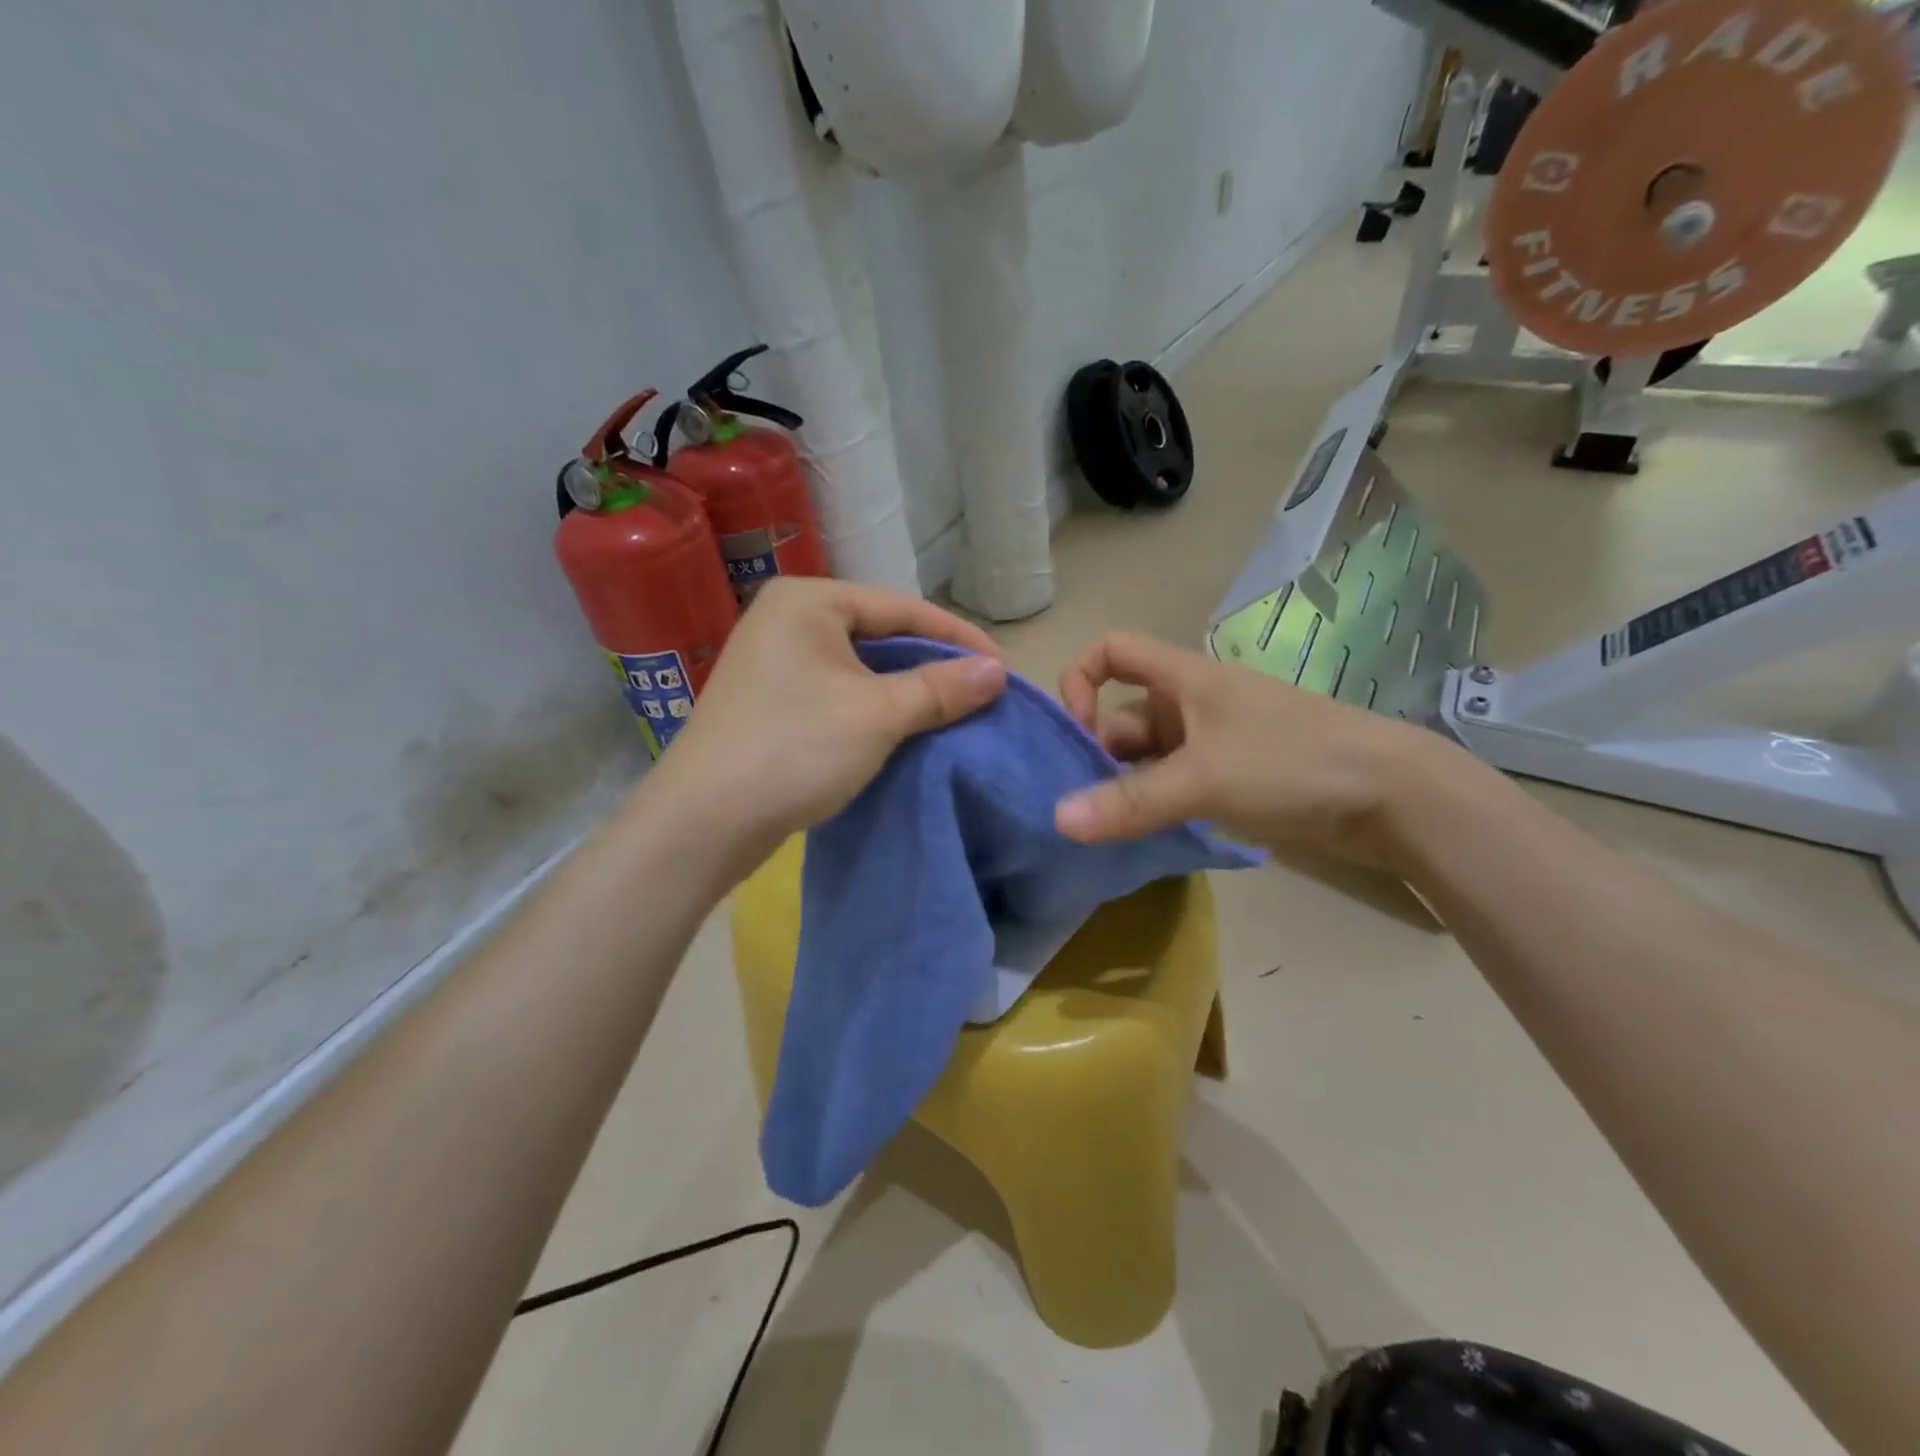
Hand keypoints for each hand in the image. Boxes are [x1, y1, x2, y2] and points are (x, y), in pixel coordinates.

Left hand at [644, 577, 1006, 873]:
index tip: (1004, 671)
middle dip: (933, 665)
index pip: (902, 608)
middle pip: (881, 634)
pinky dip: (875, 707)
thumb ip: (940, 687)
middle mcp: (788, 618)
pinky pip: (839, 691)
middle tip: (981, 694)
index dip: (959, 638)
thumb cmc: (793, 751)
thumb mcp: (878, 715)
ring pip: (860, 667)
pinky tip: (905, 729)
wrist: (702, 823)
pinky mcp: (771, 700)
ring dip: (907, 690)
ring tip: (953, 713)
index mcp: (809, 601)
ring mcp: (774, 660)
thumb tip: (997, 672)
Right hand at [1052, 631, 1457, 867]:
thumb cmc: (1291, 762)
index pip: (1112, 650)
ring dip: (1121, 787)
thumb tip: (1057, 819)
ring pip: (1145, 757)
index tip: (1079, 731)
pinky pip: (1171, 785)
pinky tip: (1137, 838)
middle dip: (1094, 753)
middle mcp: (1189, 705)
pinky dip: (1150, 806)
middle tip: (1078, 804)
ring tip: (1100, 830)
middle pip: (1120, 715)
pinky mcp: (1228, 779)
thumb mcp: (1203, 778)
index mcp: (1182, 679)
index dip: (1082, 679)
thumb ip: (1129, 801)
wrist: (1391, 796)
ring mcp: (1210, 743)